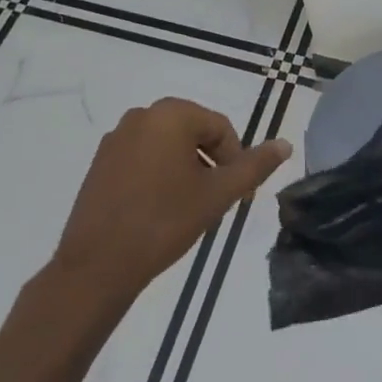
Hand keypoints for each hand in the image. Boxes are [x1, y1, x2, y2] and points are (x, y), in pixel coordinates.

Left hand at [52, 98, 292, 306]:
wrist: (96, 267)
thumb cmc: (164, 222)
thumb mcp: (217, 195)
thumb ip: (253, 166)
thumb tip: (285, 144)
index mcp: (172, 114)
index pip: (219, 128)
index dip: (235, 159)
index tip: (239, 195)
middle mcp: (142, 115)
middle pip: (193, 132)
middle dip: (210, 162)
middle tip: (216, 200)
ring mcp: (116, 138)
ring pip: (167, 145)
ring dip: (185, 168)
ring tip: (189, 207)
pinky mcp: (100, 162)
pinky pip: (142, 157)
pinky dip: (158, 173)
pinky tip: (159, 208)